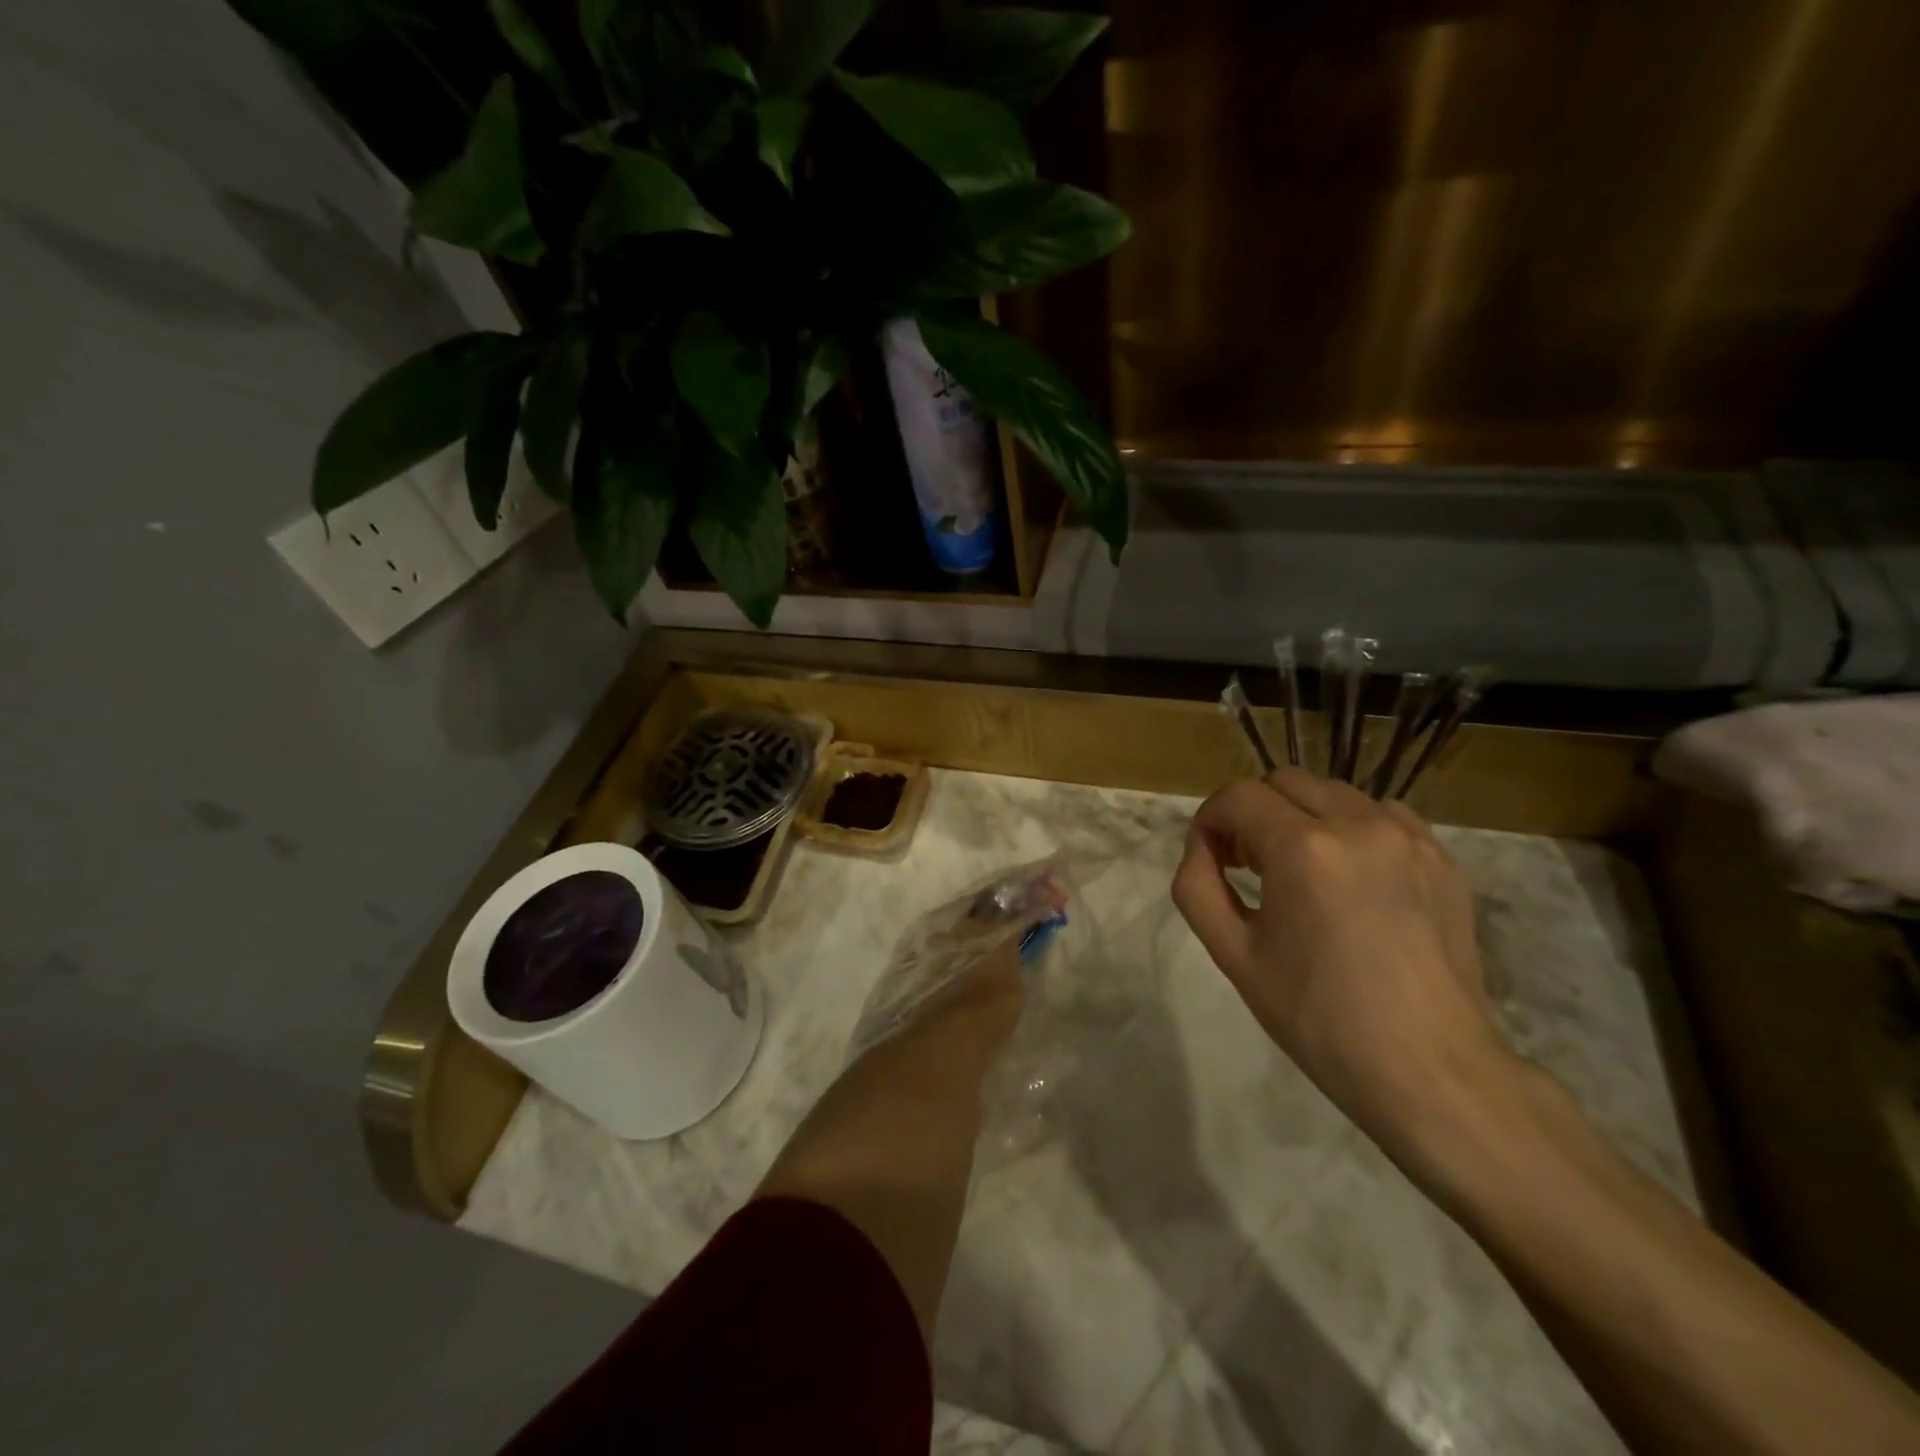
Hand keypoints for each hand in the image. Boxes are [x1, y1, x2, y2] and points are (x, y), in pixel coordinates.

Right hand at [1173, 769, 1516, 1162]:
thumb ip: (1197, 886)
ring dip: (1302, 817)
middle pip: (1284, 781)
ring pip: (1334, 793)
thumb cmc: (1319, 1017)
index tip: (1210, 857)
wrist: (1430, 1070)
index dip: (1211, 819)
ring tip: (1300, 872)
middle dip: (1254, 812)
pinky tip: (1350, 879)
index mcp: (1303, 848)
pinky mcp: (1442, 858)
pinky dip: (1351, 829)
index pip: (1238, 796)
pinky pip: (1382, 815)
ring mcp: (1409, 837)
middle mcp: (1359, 824)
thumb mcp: (1233, 955)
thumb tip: (1202, 847)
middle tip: (1248, 864)